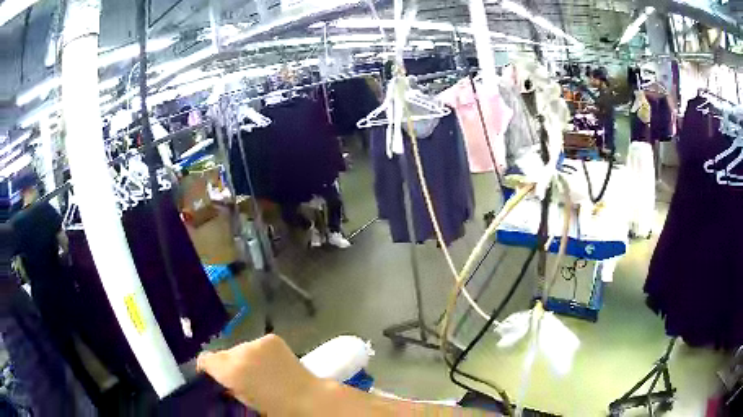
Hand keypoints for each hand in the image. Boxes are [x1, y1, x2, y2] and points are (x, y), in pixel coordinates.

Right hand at [197, 334, 319, 414]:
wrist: (307, 399)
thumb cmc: (274, 407)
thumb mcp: (244, 400)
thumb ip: (227, 386)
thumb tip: (223, 380)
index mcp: (230, 370)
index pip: (205, 359)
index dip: (207, 369)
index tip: (213, 377)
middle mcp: (239, 351)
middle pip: (223, 354)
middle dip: (229, 365)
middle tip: (240, 378)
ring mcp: (257, 342)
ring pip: (240, 348)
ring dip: (244, 358)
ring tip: (258, 372)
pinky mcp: (271, 338)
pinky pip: (257, 344)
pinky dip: (259, 353)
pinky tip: (270, 364)